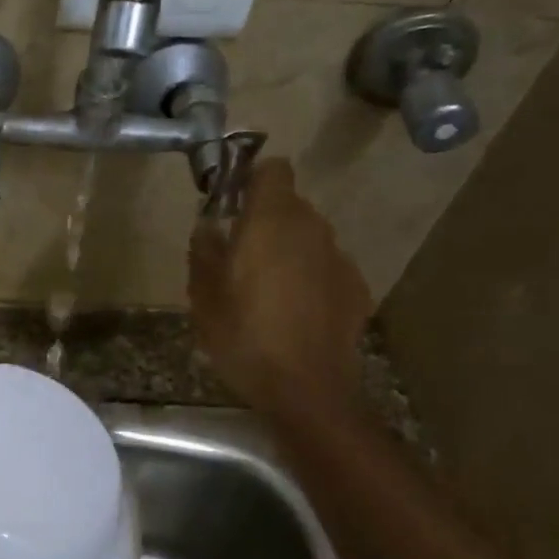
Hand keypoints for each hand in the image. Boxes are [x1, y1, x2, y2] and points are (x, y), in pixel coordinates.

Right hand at [189, 157, 371, 420]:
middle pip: (289, 205)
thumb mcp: (203, 296)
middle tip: (238, 257)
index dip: (251, 179)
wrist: (307, 389)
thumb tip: (209, 226)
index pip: (272, 169)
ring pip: (307, 238)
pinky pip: (324, 268)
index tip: (232, 204)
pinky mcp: (355, 287)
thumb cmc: (244, 337)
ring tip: (265, 291)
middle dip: (264, 222)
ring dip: (287, 251)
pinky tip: (294, 313)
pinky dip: (309, 278)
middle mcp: (311, 228)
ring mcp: (338, 258)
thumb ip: (203, 251)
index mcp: (271, 222)